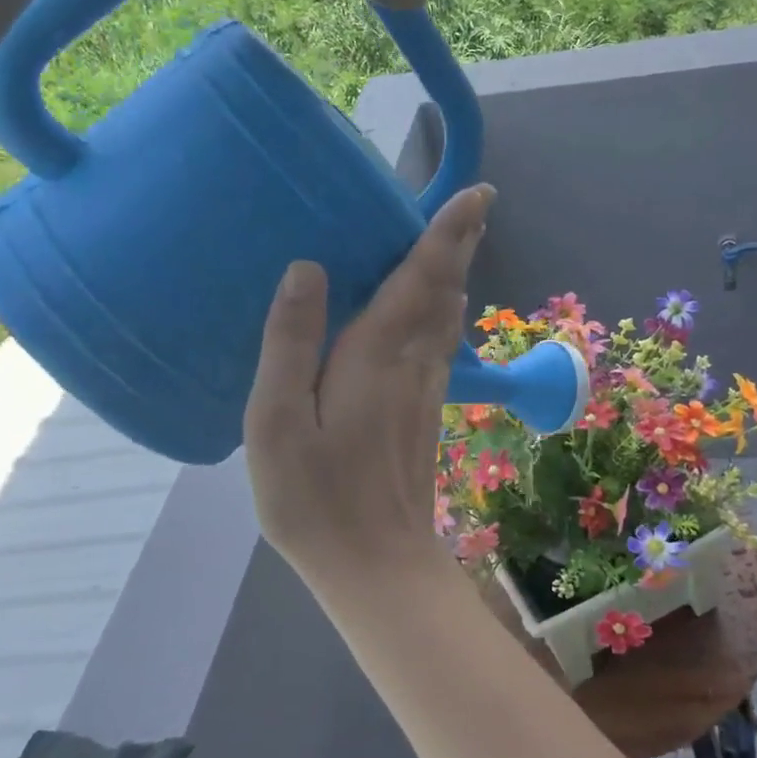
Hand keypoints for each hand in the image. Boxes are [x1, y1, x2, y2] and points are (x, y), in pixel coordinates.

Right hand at [243, 184, 495, 585]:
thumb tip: (308, 269)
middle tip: (475, 206)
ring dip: (455, 275)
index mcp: (379, 355)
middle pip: (446, 291)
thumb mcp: (277, 421)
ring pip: (449, 318)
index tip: (479, 194)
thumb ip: (291, 342)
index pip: (424, 277)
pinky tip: (433, 311)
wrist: (376, 563)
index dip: (450, 233)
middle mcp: (415, 363)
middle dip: (461, 245)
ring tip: (456, 243)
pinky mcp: (426, 413)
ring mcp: (427, 390)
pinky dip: (443, 312)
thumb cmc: (316, 497)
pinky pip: (440, 345)